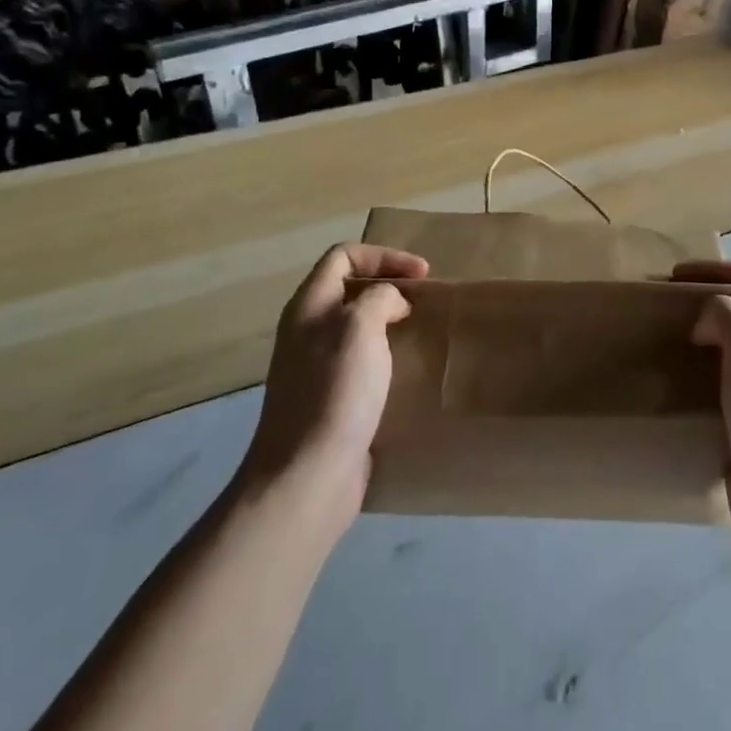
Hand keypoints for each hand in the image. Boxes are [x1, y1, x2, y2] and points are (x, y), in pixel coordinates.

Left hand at [242, 243, 428, 519]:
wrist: (308, 474)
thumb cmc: (335, 391)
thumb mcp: (360, 327)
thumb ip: (378, 299)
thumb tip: (390, 303)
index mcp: (308, 307)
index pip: (343, 256)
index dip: (384, 256)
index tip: (421, 275)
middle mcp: (307, 332)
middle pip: (348, 289)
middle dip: (388, 286)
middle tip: (423, 300)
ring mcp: (316, 368)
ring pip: (356, 327)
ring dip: (389, 321)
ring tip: (420, 331)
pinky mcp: (330, 400)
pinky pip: (361, 362)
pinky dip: (385, 356)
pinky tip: (406, 371)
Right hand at [677, 260, 730, 552]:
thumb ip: (725, 316)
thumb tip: (705, 324)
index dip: (717, 269)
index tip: (675, 277)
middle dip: (703, 304)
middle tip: (664, 310)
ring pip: (727, 352)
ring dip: (696, 342)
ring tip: (661, 344)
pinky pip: (718, 387)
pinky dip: (695, 378)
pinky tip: (670, 386)